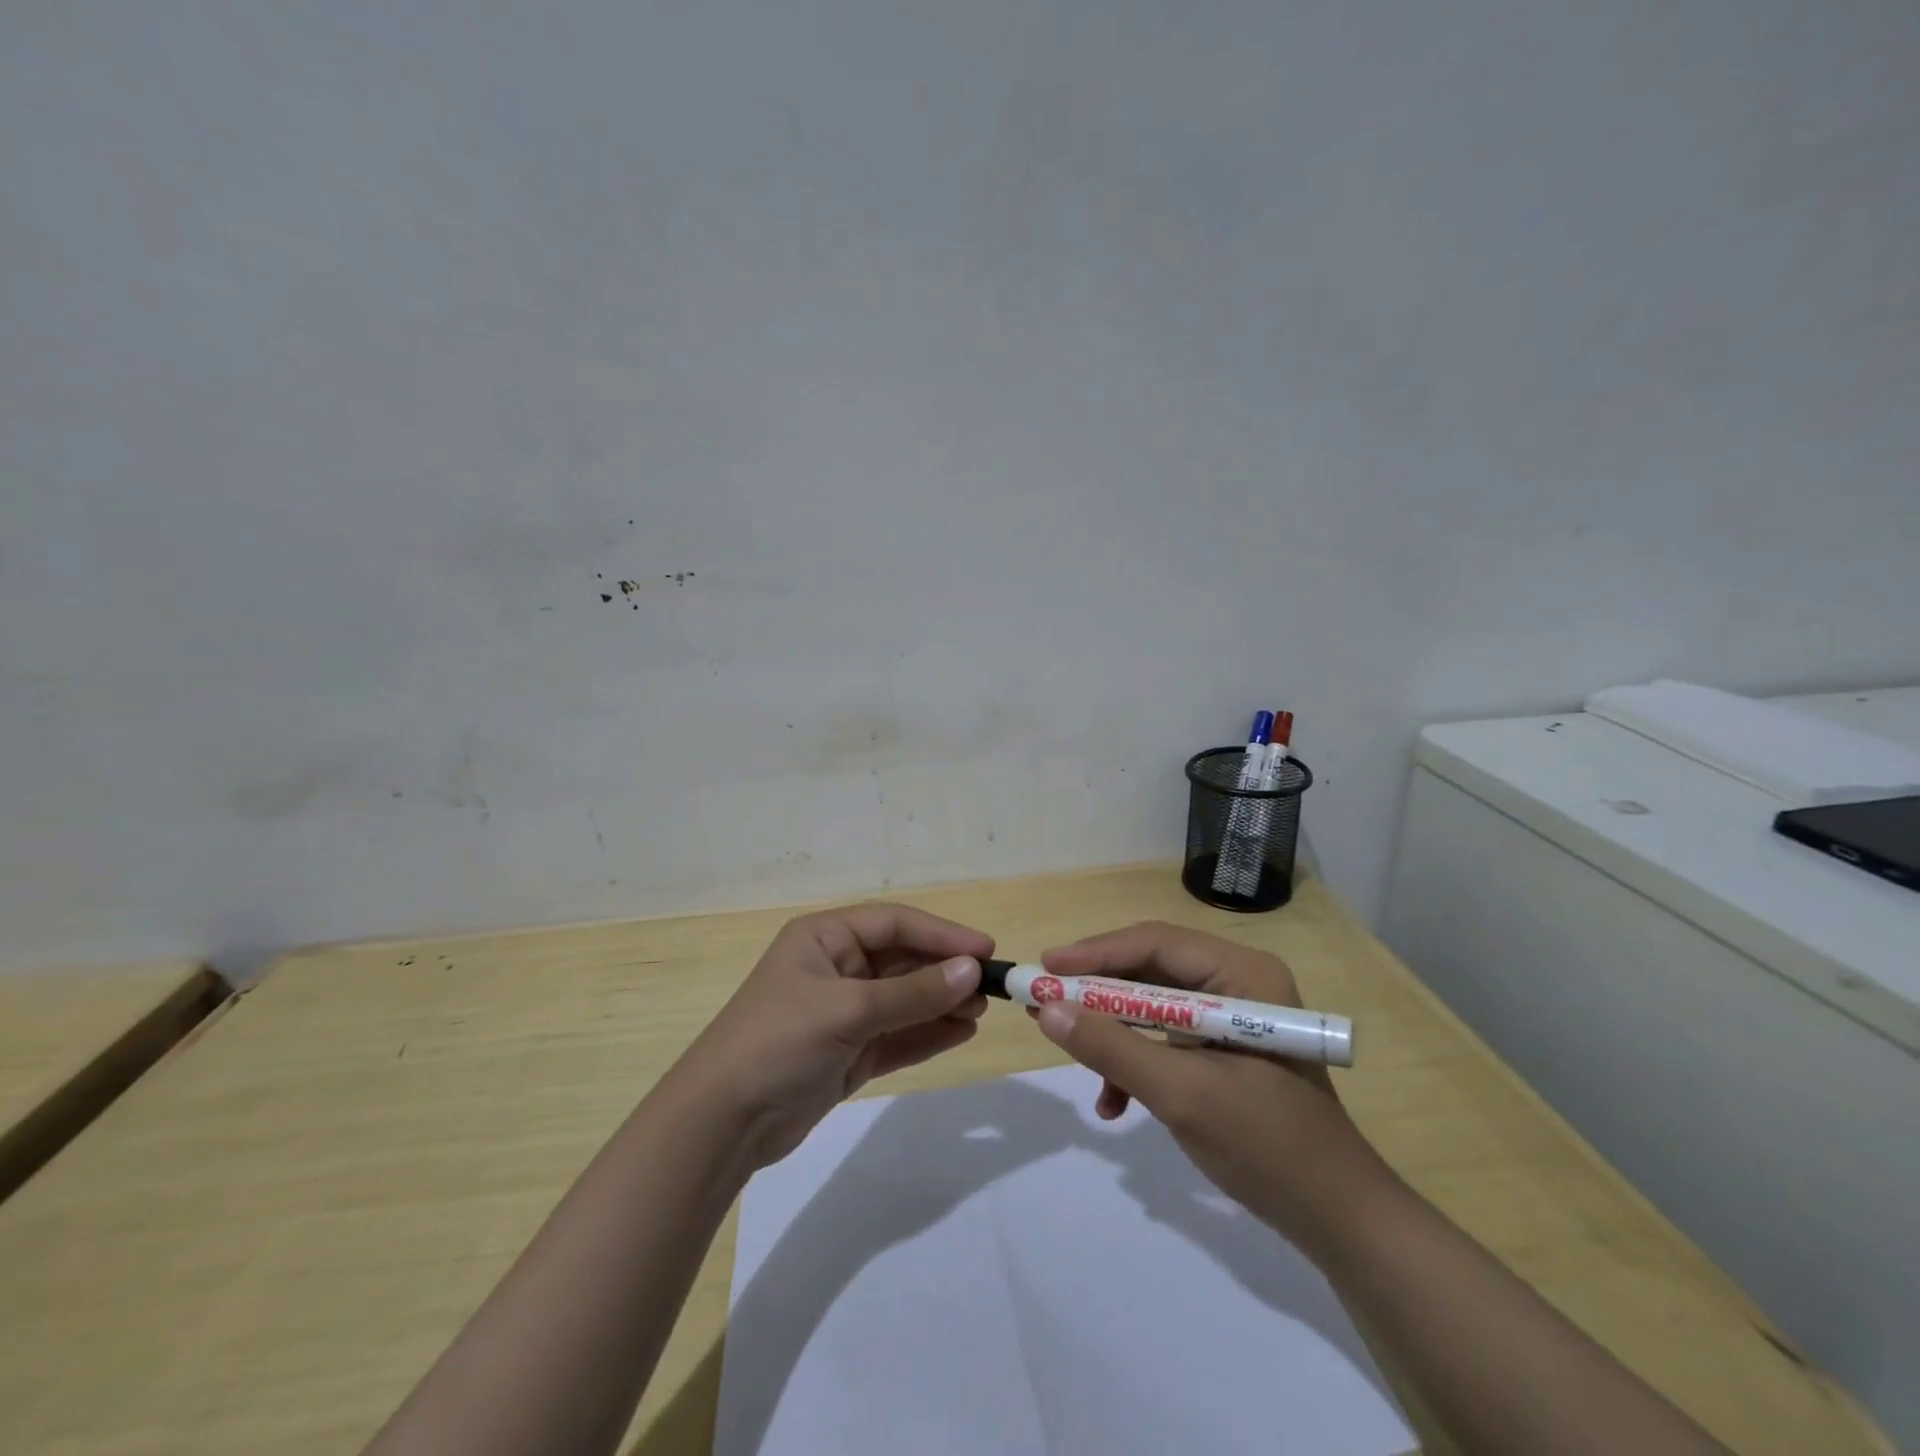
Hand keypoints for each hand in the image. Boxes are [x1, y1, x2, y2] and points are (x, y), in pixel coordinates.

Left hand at [678, 903, 992, 1168]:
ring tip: (980, 1012)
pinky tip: (960, 1032)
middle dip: (944, 972)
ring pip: (904, 999)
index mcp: (824, 938)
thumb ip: (912, 993)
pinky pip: (897, 1034)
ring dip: (941, 1003)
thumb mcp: (848, 1011)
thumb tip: (971, 971)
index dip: (941, 934)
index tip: (985, 950)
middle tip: (989, 988)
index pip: (894, 924)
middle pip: (902, 960)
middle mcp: (835, 967)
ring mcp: (842, 1012)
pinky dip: (926, 1033)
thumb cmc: (779, 1043)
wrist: (722, 1123)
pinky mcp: (847, 1052)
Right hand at [1033, 921, 1388, 1256]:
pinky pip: (1166, 1040)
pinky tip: (1115, 1103)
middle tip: (1046, 1005)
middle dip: (1097, 996)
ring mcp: (1232, 1017)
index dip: (1096, 954)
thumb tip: (1047, 1010)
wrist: (1337, 1221)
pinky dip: (1136, 1064)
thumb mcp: (1180, 1093)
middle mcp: (1237, 982)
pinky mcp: (1225, 1051)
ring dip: (1113, 1036)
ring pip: (1152, 1008)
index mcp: (1241, 974)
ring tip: (1074, 1058)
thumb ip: (1111, 1048)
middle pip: (1150, 972)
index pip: (1155, 943)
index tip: (1045, 969)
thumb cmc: (1267, 1146)